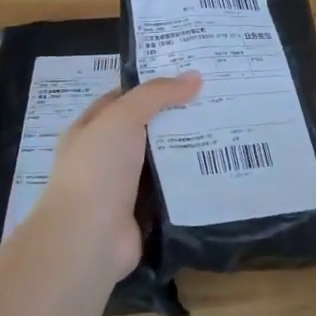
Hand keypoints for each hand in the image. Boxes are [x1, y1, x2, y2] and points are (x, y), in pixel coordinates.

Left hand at [36, 73, 201, 283]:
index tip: (189, 77)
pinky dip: (192, 183)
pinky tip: (220, 168)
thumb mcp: (122, 117)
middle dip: (177, 117)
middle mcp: (105, 158)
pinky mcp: (143, 213)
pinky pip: (172, 191)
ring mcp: (124, 188)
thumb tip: (194, 76)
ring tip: (227, 131)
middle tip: (216, 101)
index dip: (152, 86)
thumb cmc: (97, 168)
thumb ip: (156, 94)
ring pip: (162, 161)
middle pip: (147, 129)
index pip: (123, 99)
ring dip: (188, 150)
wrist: (88, 238)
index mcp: (90, 130)